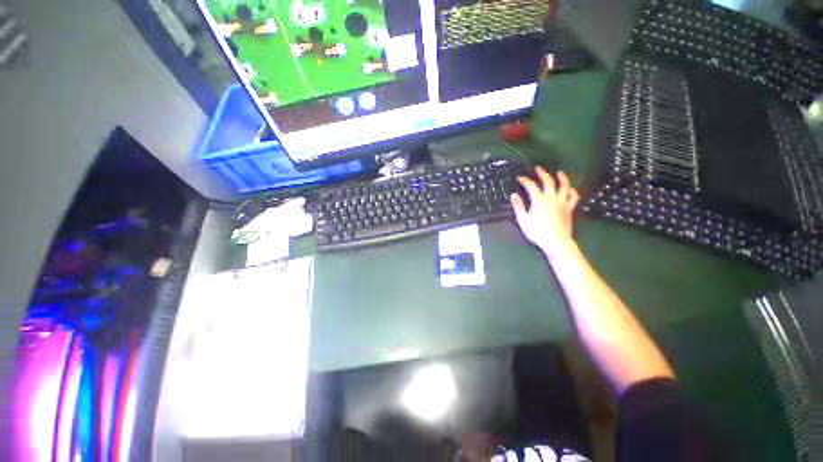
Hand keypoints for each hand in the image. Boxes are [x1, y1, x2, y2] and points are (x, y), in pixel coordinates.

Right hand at [511, 167, 579, 255]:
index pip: (531, 186)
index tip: (520, 178)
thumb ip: (518, 206)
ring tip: (559, 172)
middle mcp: (552, 198)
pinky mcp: (569, 209)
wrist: (556, 242)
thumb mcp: (523, 220)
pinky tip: (570, 189)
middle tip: (538, 168)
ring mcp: (562, 202)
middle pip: (549, 181)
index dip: (525, 180)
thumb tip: (513, 195)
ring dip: (562, 177)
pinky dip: (572, 191)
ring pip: (565, 186)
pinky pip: (574, 197)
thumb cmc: (537, 232)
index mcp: (539, 200)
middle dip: (542, 173)